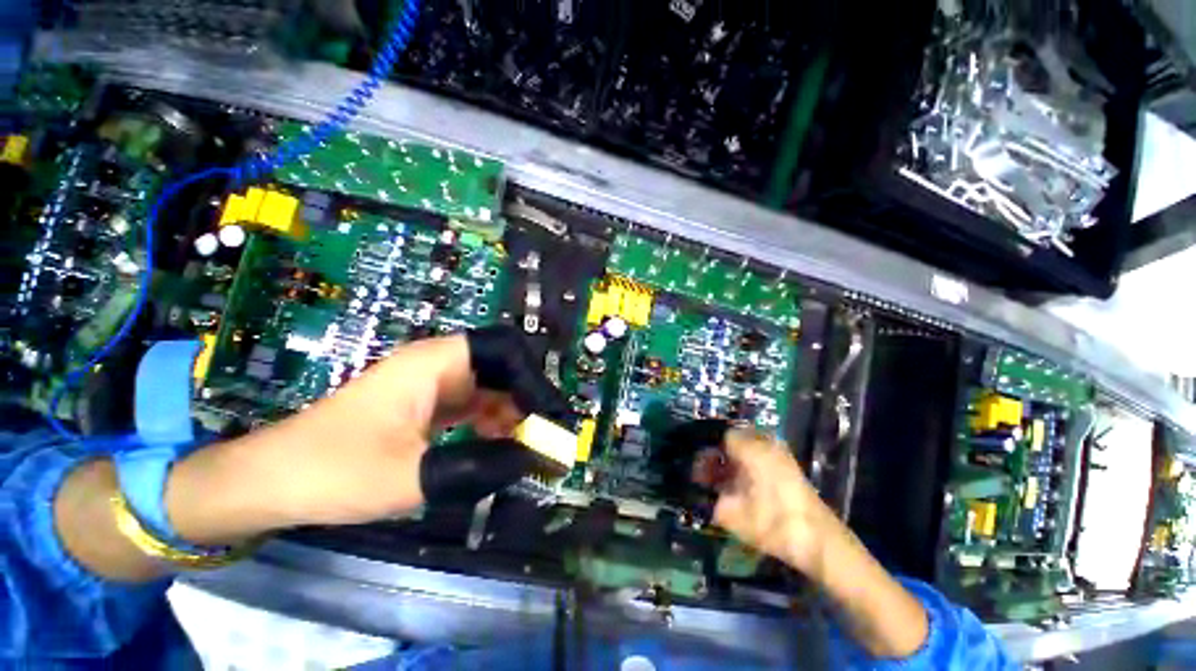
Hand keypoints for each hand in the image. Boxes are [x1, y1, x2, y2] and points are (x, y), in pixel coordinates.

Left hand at [166, 326, 570, 542]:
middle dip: (530, 401)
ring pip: (492, 389)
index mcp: (437, 363)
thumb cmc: (333, 469)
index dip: (534, 379)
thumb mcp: (411, 475)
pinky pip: (476, 407)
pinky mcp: (429, 406)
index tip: (550, 417)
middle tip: (548, 437)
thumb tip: (531, 460)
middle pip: (504, 368)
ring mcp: (435, 385)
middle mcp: (441, 365)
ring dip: (514, 416)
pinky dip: (494, 425)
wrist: (272, 481)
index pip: (506, 350)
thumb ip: (478, 466)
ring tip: (531, 448)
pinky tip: (502, 448)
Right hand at [713, 430, 930, 658]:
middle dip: (717, 456)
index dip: (705, 451)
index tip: (697, 468)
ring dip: (730, 461)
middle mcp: (765, 442)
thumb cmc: (773, 524)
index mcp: (750, 448)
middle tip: (707, 478)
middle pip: (731, 439)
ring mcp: (779, 452)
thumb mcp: (731, 515)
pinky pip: (759, 455)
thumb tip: (693, 487)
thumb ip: (707, 498)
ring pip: (745, 446)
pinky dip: (745, 465)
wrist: (820, 543)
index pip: (719, 435)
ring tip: (722, 484)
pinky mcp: (788, 464)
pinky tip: (741, 486)